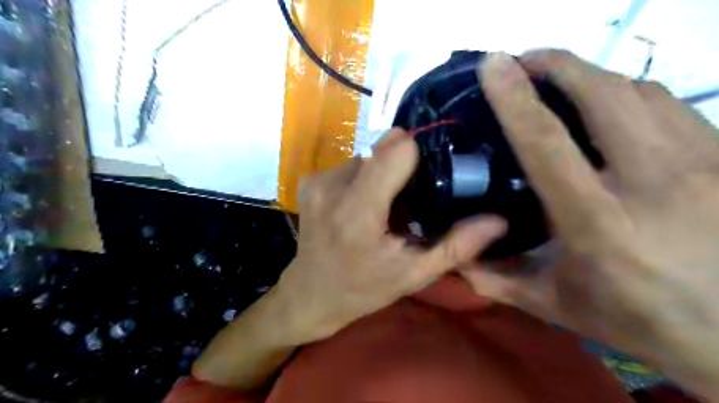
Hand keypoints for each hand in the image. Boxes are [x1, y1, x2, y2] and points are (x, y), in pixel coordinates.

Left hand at [274, 129, 503, 343]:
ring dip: (379, 177)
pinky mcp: (308, 181)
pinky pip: (348, 167)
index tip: (428, 177)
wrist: (310, 295)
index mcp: (358, 212)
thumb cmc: (362, 289)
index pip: (395, 150)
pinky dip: (361, 181)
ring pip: (365, 158)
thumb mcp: (413, 274)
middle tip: (406, 204)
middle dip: (400, 170)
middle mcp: (332, 187)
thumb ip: (456, 246)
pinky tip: (359, 207)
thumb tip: (499, 220)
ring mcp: (316, 181)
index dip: (418, 155)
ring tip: (382, 209)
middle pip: (382, 151)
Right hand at [457, 49, 718, 396]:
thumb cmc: (635, 319)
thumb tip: (455, 260)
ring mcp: (701, 165)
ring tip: (559, 80)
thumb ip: (497, 280)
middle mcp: (652, 183)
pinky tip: (607, 105)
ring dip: (591, 75)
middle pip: (603, 94)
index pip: (546, 142)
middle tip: (524, 61)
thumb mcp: (554, 305)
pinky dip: (628, 93)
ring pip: (640, 90)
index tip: (493, 65)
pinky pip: (669, 104)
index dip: (514, 98)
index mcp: (596, 222)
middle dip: (558, 64)